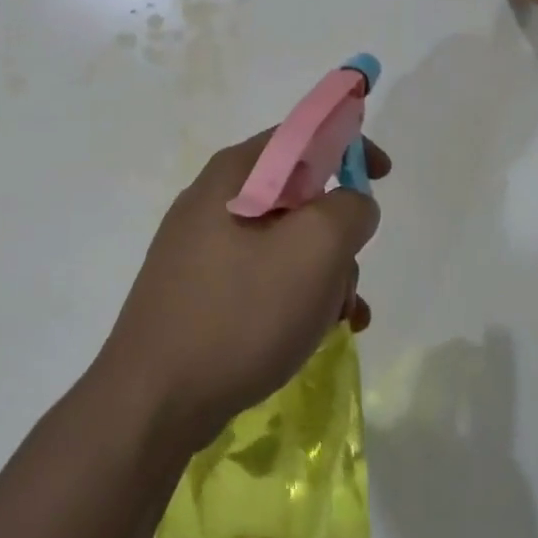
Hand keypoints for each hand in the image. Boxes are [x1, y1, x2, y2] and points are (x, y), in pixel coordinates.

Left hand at [99, 130, 389, 447]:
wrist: (153, 402)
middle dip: (337, 234)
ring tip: (337, 319)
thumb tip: (351, 206)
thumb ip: (349, 210)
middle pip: (298, 195)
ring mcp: (202, 250)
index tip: (383, 176)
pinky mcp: (200, 292)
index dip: (348, 145)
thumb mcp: (314, 250)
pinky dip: (297, 297)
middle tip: (348, 276)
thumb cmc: (239, 314)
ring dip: (323, 274)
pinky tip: (316, 334)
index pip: (301, 134)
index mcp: (234, 175)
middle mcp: (213, 202)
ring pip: (286, 243)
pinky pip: (263, 278)